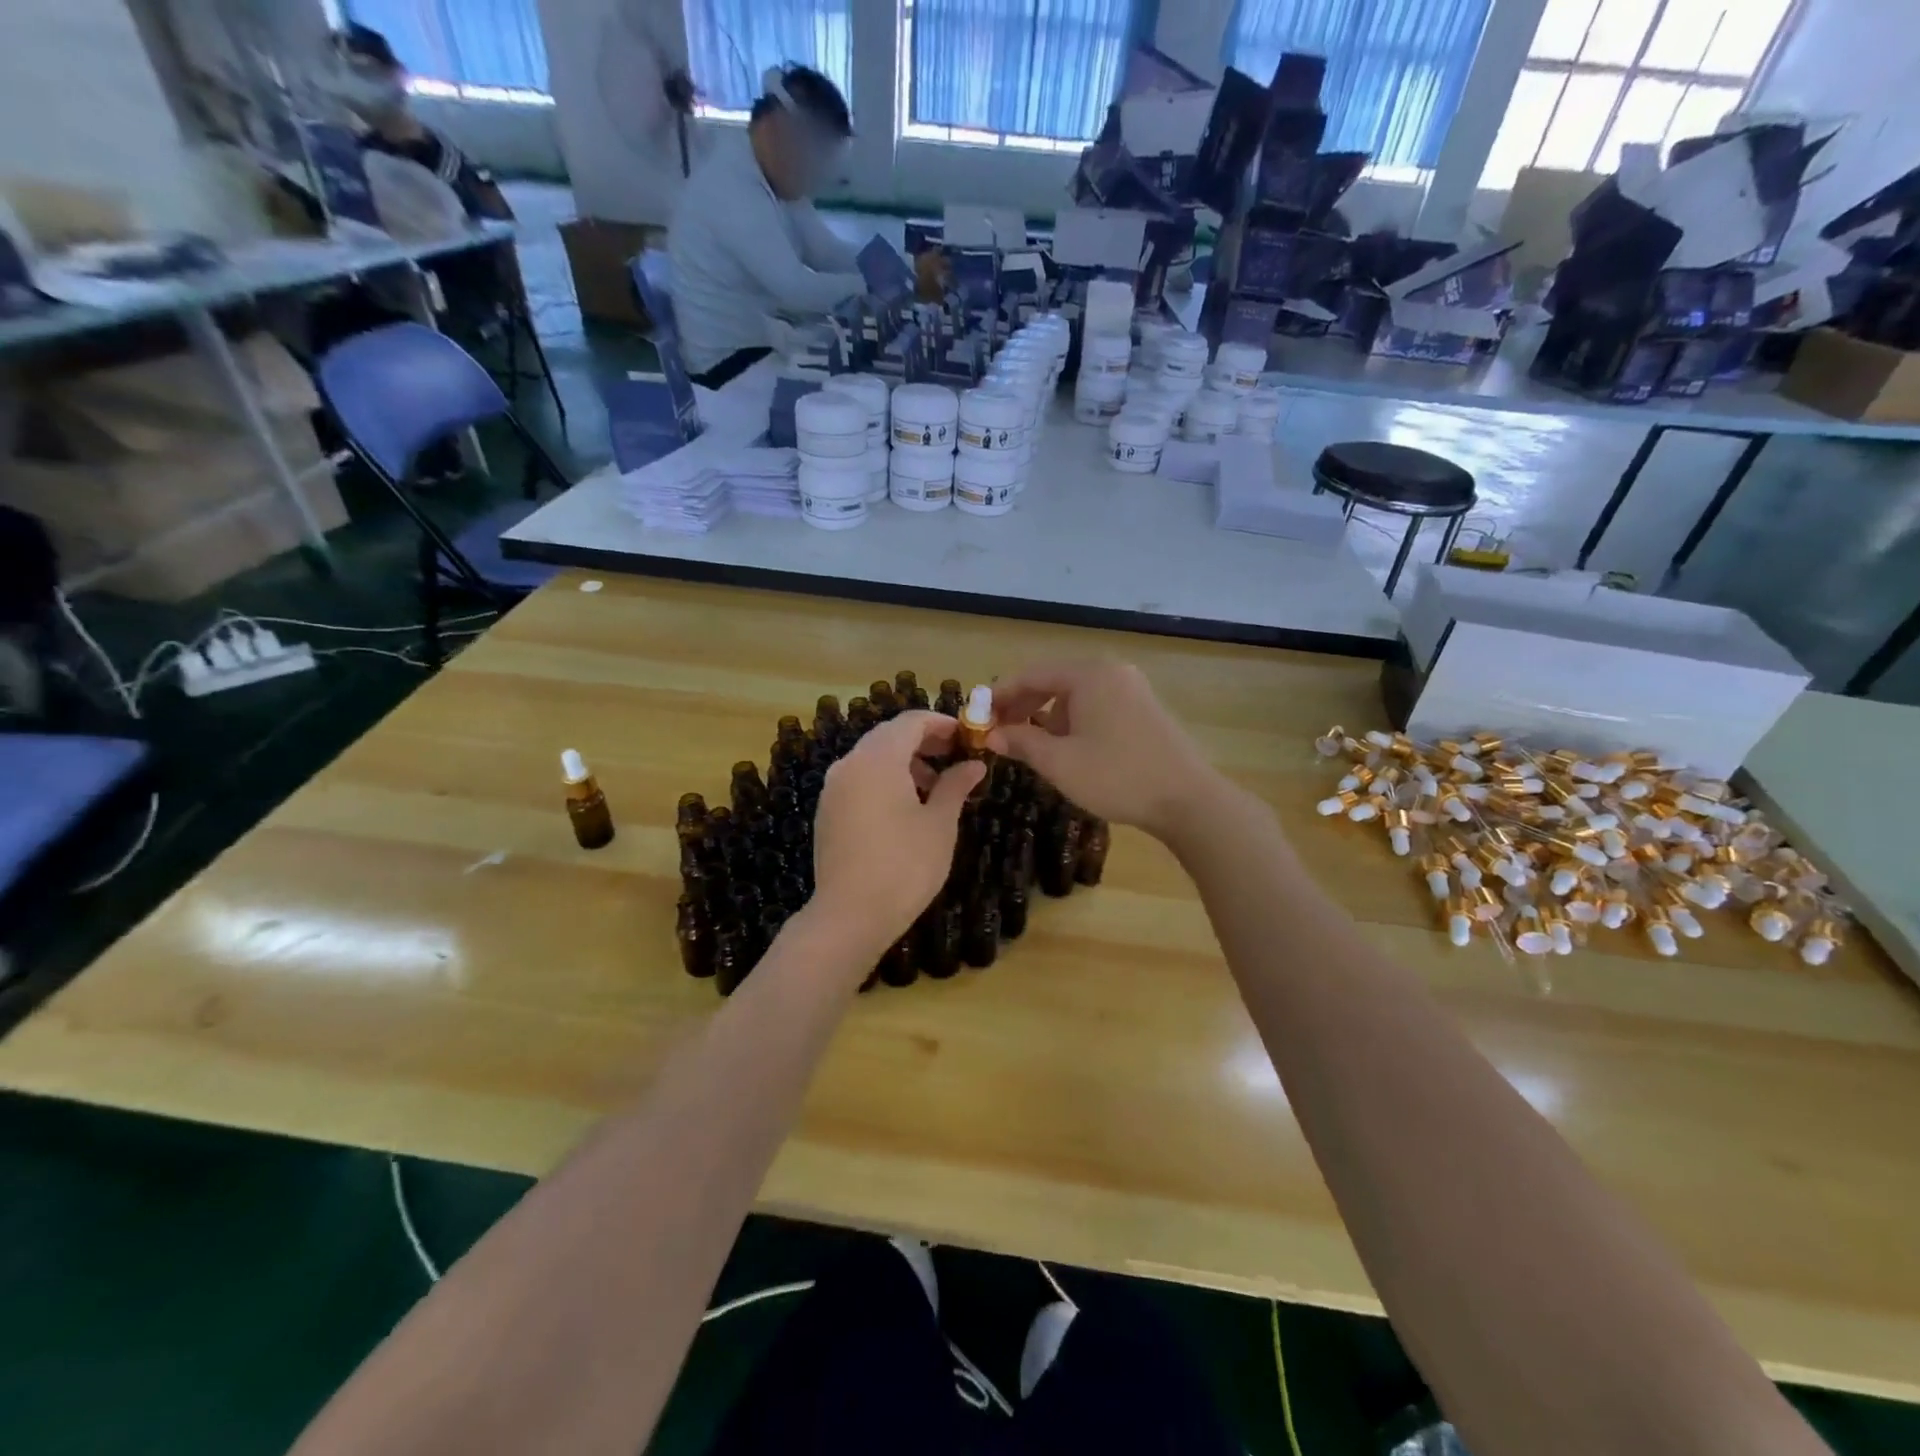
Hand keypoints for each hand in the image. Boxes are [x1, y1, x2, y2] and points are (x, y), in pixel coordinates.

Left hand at [812, 711, 985, 957]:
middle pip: (889, 736)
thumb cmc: (905, 866)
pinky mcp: (827, 811)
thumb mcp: (939, 824)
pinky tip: (905, 809)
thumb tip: (974, 765)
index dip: (942, 723)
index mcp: (878, 758)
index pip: (911, 721)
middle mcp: (850, 763)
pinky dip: (884, 780)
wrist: (849, 915)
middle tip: (956, 758)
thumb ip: (956, 785)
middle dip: (924, 741)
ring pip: (872, 758)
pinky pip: (858, 779)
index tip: (967, 737)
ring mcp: (833, 788)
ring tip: (935, 789)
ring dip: (904, 762)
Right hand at [986, 662, 1220, 843]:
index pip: (1031, 674)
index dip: (1000, 695)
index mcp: (1089, 675)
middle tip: (998, 731)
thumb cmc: (1116, 776)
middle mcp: (1111, 672)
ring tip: (1029, 744)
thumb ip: (1021, 742)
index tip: (977, 716)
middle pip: (1054, 681)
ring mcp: (1131, 689)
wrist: (1187, 800)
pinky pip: (1096, 705)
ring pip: (1075, 695)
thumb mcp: (1059, 762)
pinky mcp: (1143, 709)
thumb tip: (992, 735)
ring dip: (1047, 716)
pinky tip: (1065, 747)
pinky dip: (1073, 721)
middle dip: (1023, 705)